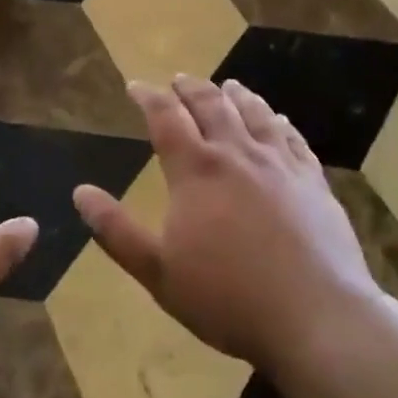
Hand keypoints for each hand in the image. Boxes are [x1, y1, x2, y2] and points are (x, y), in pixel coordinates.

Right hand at [73, 76, 379, 374]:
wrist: (317, 317)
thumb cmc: (228, 298)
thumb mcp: (158, 272)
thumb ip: (116, 230)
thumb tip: (80, 192)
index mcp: (196, 170)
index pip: (166, 117)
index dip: (148, 96)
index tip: (135, 86)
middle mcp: (237, 153)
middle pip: (210, 104)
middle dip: (189, 88)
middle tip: (178, 80)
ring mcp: (280, 164)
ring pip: (254, 113)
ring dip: (235, 95)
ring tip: (226, 86)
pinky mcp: (314, 181)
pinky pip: (293, 137)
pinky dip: (278, 121)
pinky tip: (278, 119)